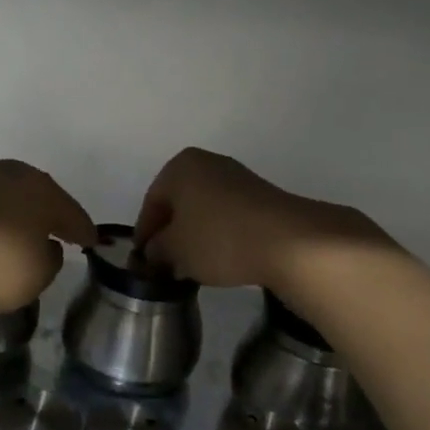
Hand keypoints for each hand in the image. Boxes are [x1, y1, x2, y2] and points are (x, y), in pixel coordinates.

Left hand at [0, 160, 96, 317]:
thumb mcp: (40, 272)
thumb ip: (51, 257)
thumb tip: (47, 246)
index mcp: (40, 188)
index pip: (70, 211)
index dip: (82, 229)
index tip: (91, 242)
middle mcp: (8, 175)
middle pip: (35, 194)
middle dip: (46, 212)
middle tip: (56, 231)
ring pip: (2, 197)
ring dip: (11, 212)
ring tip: (16, 233)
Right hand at [134, 148, 390, 290]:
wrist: (287, 241)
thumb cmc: (218, 238)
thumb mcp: (175, 250)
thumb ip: (157, 250)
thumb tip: (153, 252)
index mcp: (180, 167)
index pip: (151, 202)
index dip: (144, 234)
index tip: (142, 260)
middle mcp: (208, 163)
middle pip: (179, 202)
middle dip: (171, 232)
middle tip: (166, 263)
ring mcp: (238, 177)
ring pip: (204, 209)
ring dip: (195, 235)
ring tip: (193, 265)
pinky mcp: (262, 196)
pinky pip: (228, 216)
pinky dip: (220, 235)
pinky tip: (221, 258)